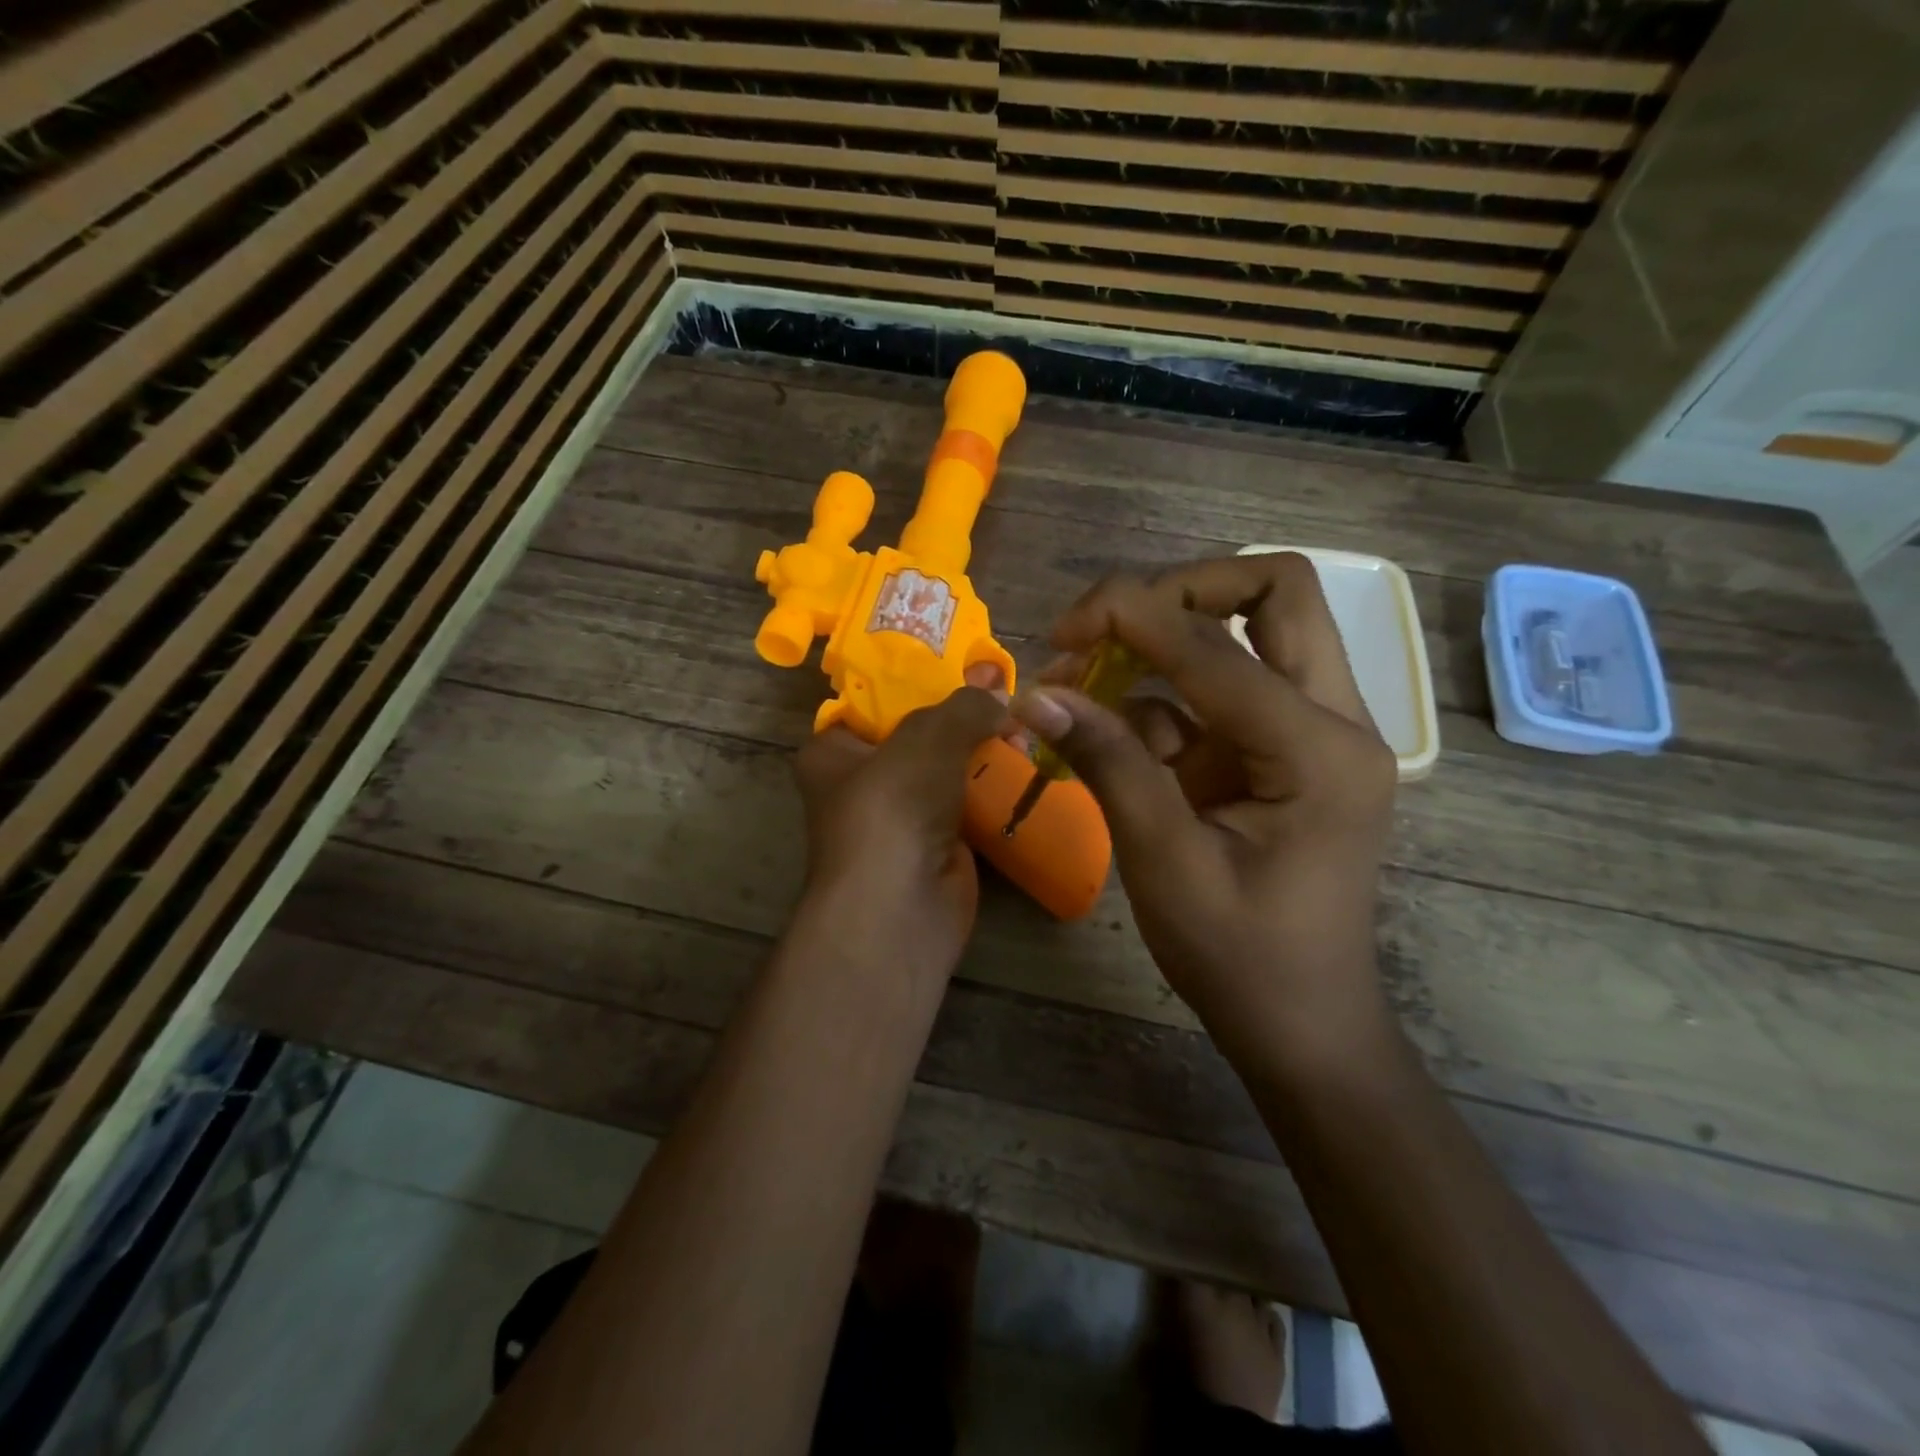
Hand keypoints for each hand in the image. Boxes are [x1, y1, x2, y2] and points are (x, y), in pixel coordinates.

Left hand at [794, 667, 1012, 979]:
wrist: (901, 906)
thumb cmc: (893, 806)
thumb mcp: (927, 737)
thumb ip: (963, 706)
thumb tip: (996, 690)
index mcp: (832, 752)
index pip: (874, 703)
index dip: (917, 681)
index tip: (963, 664)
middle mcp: (860, 783)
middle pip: (917, 736)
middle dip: (961, 717)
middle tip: (1005, 693)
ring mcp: (899, 818)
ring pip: (946, 772)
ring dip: (982, 753)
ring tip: (1024, 724)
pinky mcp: (934, 846)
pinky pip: (967, 807)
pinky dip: (992, 791)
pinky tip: (1027, 766)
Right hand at [1011, 555, 1398, 1058]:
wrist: (1301, 1024)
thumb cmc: (1241, 958)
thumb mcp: (1164, 862)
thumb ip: (1108, 765)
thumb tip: (1037, 696)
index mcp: (1319, 751)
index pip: (1217, 646)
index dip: (1130, 618)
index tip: (1059, 631)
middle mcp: (1334, 721)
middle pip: (1274, 591)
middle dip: (1180, 590)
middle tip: (1105, 624)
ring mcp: (1313, 732)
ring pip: (1253, 629)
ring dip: (1165, 638)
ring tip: (1085, 677)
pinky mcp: (1283, 751)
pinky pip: (1224, 690)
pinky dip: (1163, 696)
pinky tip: (1111, 732)